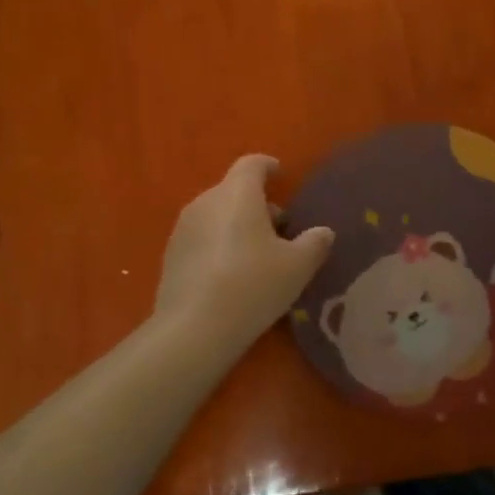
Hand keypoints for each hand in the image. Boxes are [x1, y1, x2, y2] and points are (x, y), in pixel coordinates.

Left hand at [155, 155, 333, 354]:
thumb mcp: (297, 266)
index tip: (281, 174)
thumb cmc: (252, 285)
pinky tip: (232, 275)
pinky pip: (202, 238)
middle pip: (234, 191)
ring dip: (238, 225)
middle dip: (258, 204)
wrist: (193, 330)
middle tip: (281, 229)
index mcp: (237, 194)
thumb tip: (323, 232)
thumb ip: (315, 243)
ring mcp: (183, 229)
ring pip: (217, 215)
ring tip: (259, 255)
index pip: (252, 164)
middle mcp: (206, 202)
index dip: (269, 167)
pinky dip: (219, 245)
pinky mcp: (170, 256)